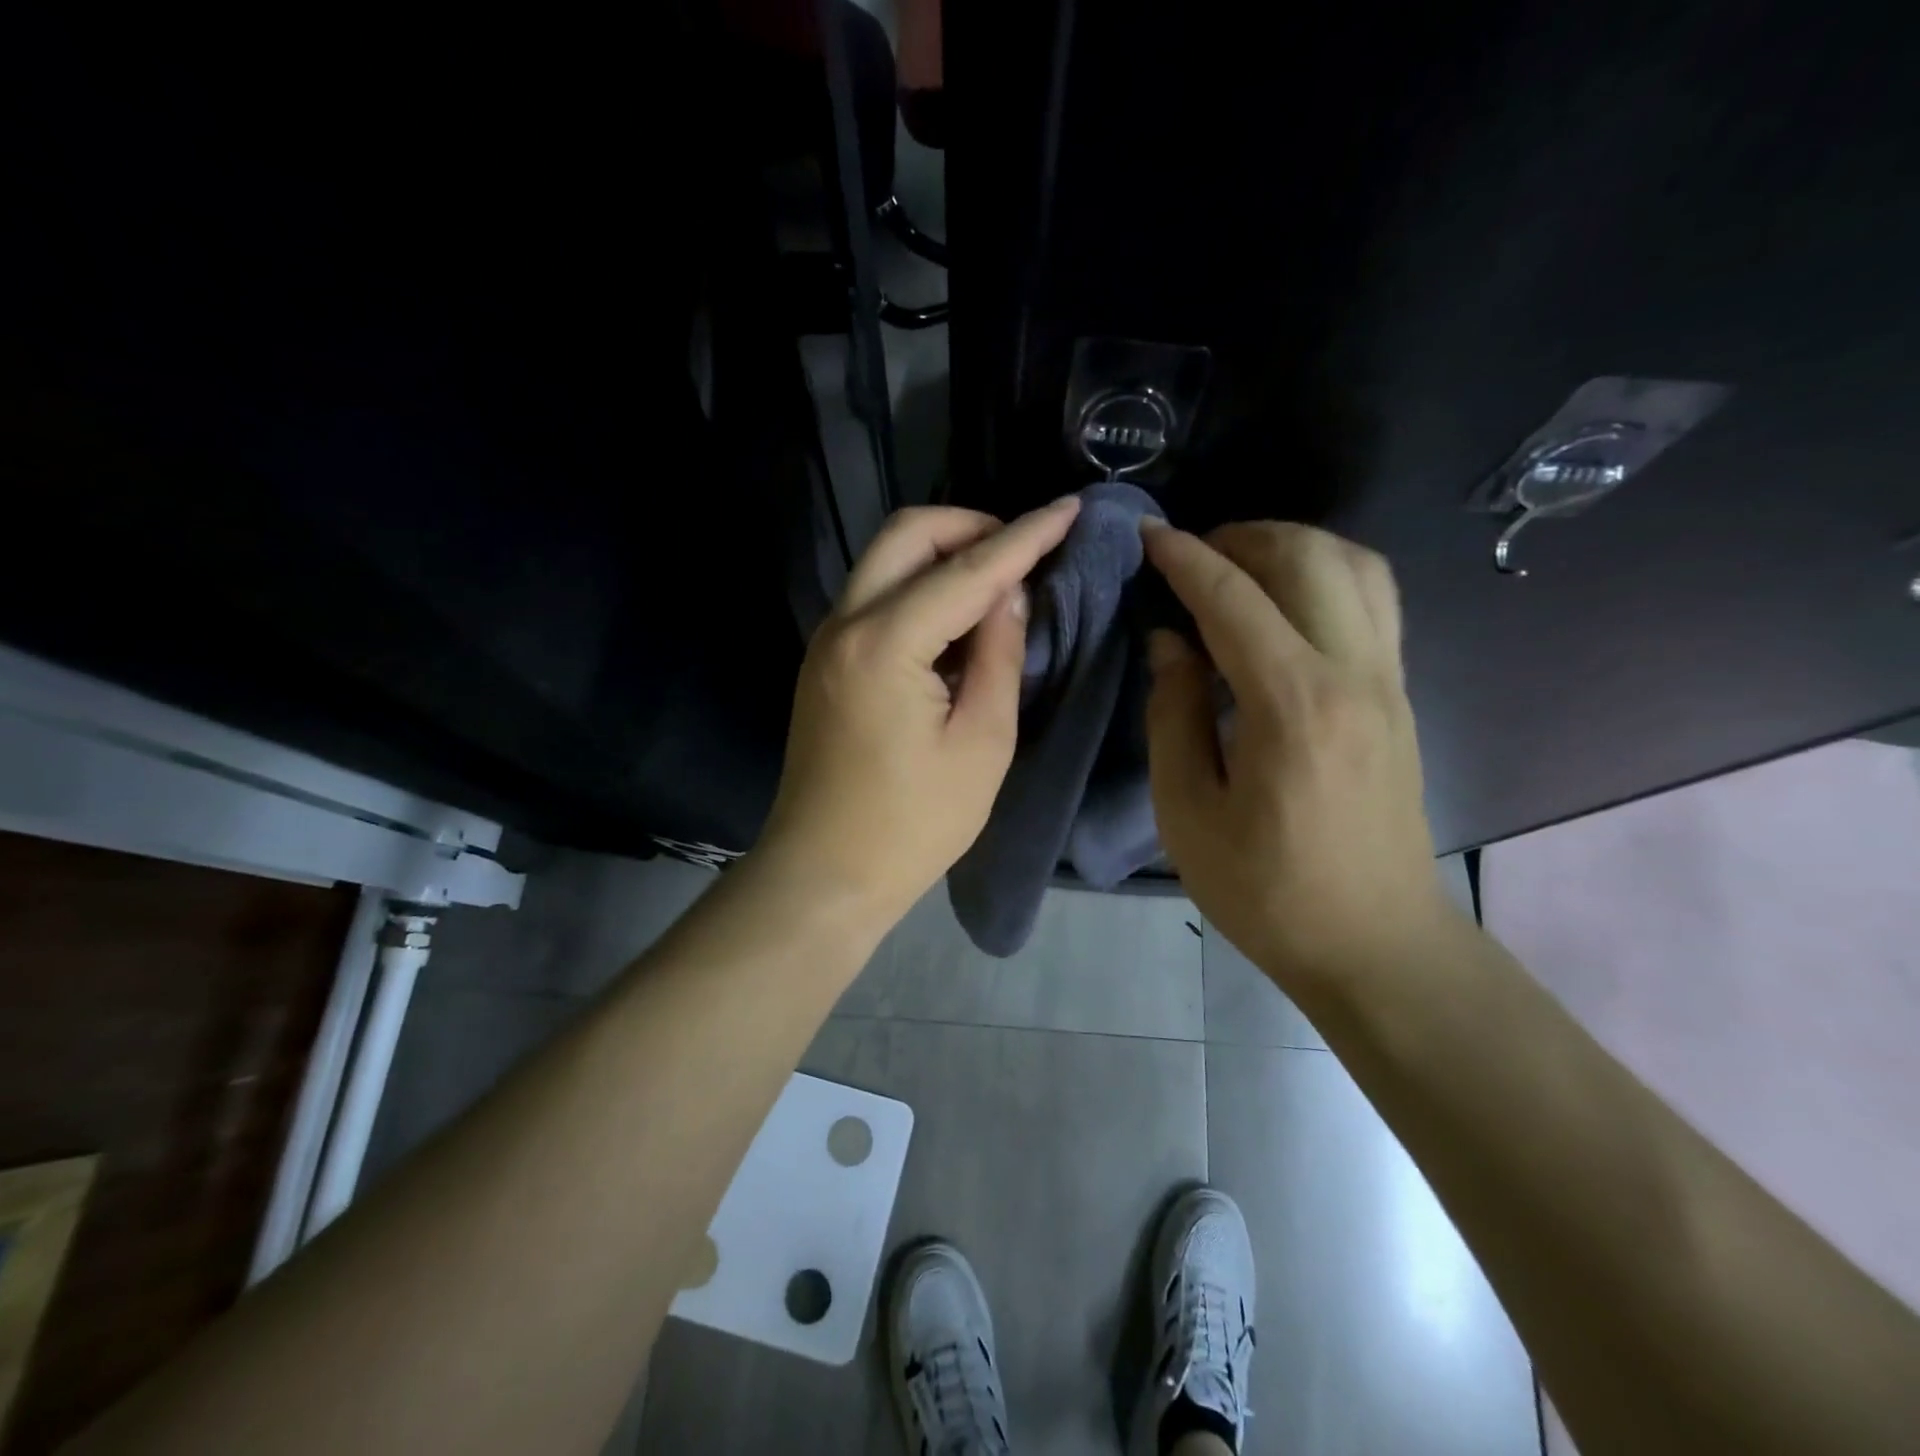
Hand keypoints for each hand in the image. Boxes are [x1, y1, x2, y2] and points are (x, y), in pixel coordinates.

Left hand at [757, 499, 1081, 931]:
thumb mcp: (982, 743)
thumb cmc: (913, 824)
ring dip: (942, 553)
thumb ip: (998, 654)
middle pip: (907, 534)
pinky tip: (955, 621)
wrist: (824, 873)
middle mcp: (845, 624)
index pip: (967, 569)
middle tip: (1022, 551)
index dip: (1025, 536)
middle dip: (970, 525)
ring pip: (885, 559)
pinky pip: (875, 597)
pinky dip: (918, 587)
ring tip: (997, 583)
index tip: (1070, 507)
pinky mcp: (824, 661)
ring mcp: (826, 640)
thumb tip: (1007, 593)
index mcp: (886, 643)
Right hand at [1140, 520, 1456, 987]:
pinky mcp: (1399, 695)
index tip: (1147, 536)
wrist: (1374, 943)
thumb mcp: (1188, 811)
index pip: (1234, 599)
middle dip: (1241, 538)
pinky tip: (1286, 600)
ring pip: (1354, 565)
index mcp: (1293, 705)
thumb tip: (1171, 641)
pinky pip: (1373, 599)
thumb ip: (1174, 714)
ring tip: (1237, 565)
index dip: (1185, 559)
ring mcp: (1388, 680)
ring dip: (1291, 546)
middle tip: (1189, 554)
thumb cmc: (1265, 890)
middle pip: (1307, 558)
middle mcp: (1354, 674)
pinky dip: (1326, 573)